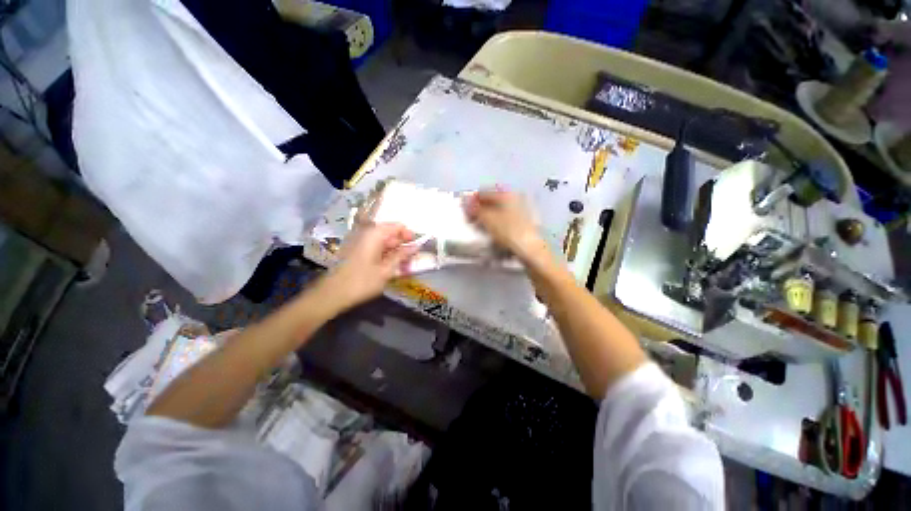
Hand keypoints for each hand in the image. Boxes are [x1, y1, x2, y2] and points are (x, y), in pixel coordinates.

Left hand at [325, 222, 418, 309]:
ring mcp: (359, 241)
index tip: (417, 247)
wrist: (331, 294)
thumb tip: (416, 246)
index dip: (409, 235)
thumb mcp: (386, 270)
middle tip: (412, 258)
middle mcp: (366, 233)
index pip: (398, 226)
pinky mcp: (355, 250)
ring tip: (403, 263)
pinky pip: (375, 246)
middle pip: (390, 232)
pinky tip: (389, 265)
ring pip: (383, 240)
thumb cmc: (362, 281)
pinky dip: (384, 253)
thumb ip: (402, 255)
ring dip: (394, 250)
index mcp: (374, 234)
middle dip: (402, 243)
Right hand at [464, 190, 545, 262]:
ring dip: (488, 217)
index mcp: (506, 194)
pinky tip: (493, 233)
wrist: (531, 250)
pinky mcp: (524, 223)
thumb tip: (465, 201)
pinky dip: (497, 224)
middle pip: (492, 201)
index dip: (472, 200)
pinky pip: (505, 219)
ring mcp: (521, 211)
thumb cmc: (508, 231)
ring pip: (499, 211)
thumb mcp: (488, 219)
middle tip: (471, 220)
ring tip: (481, 228)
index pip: (484, 192)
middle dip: (480, 209)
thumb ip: (475, 209)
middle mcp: (515, 198)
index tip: (465, 211)